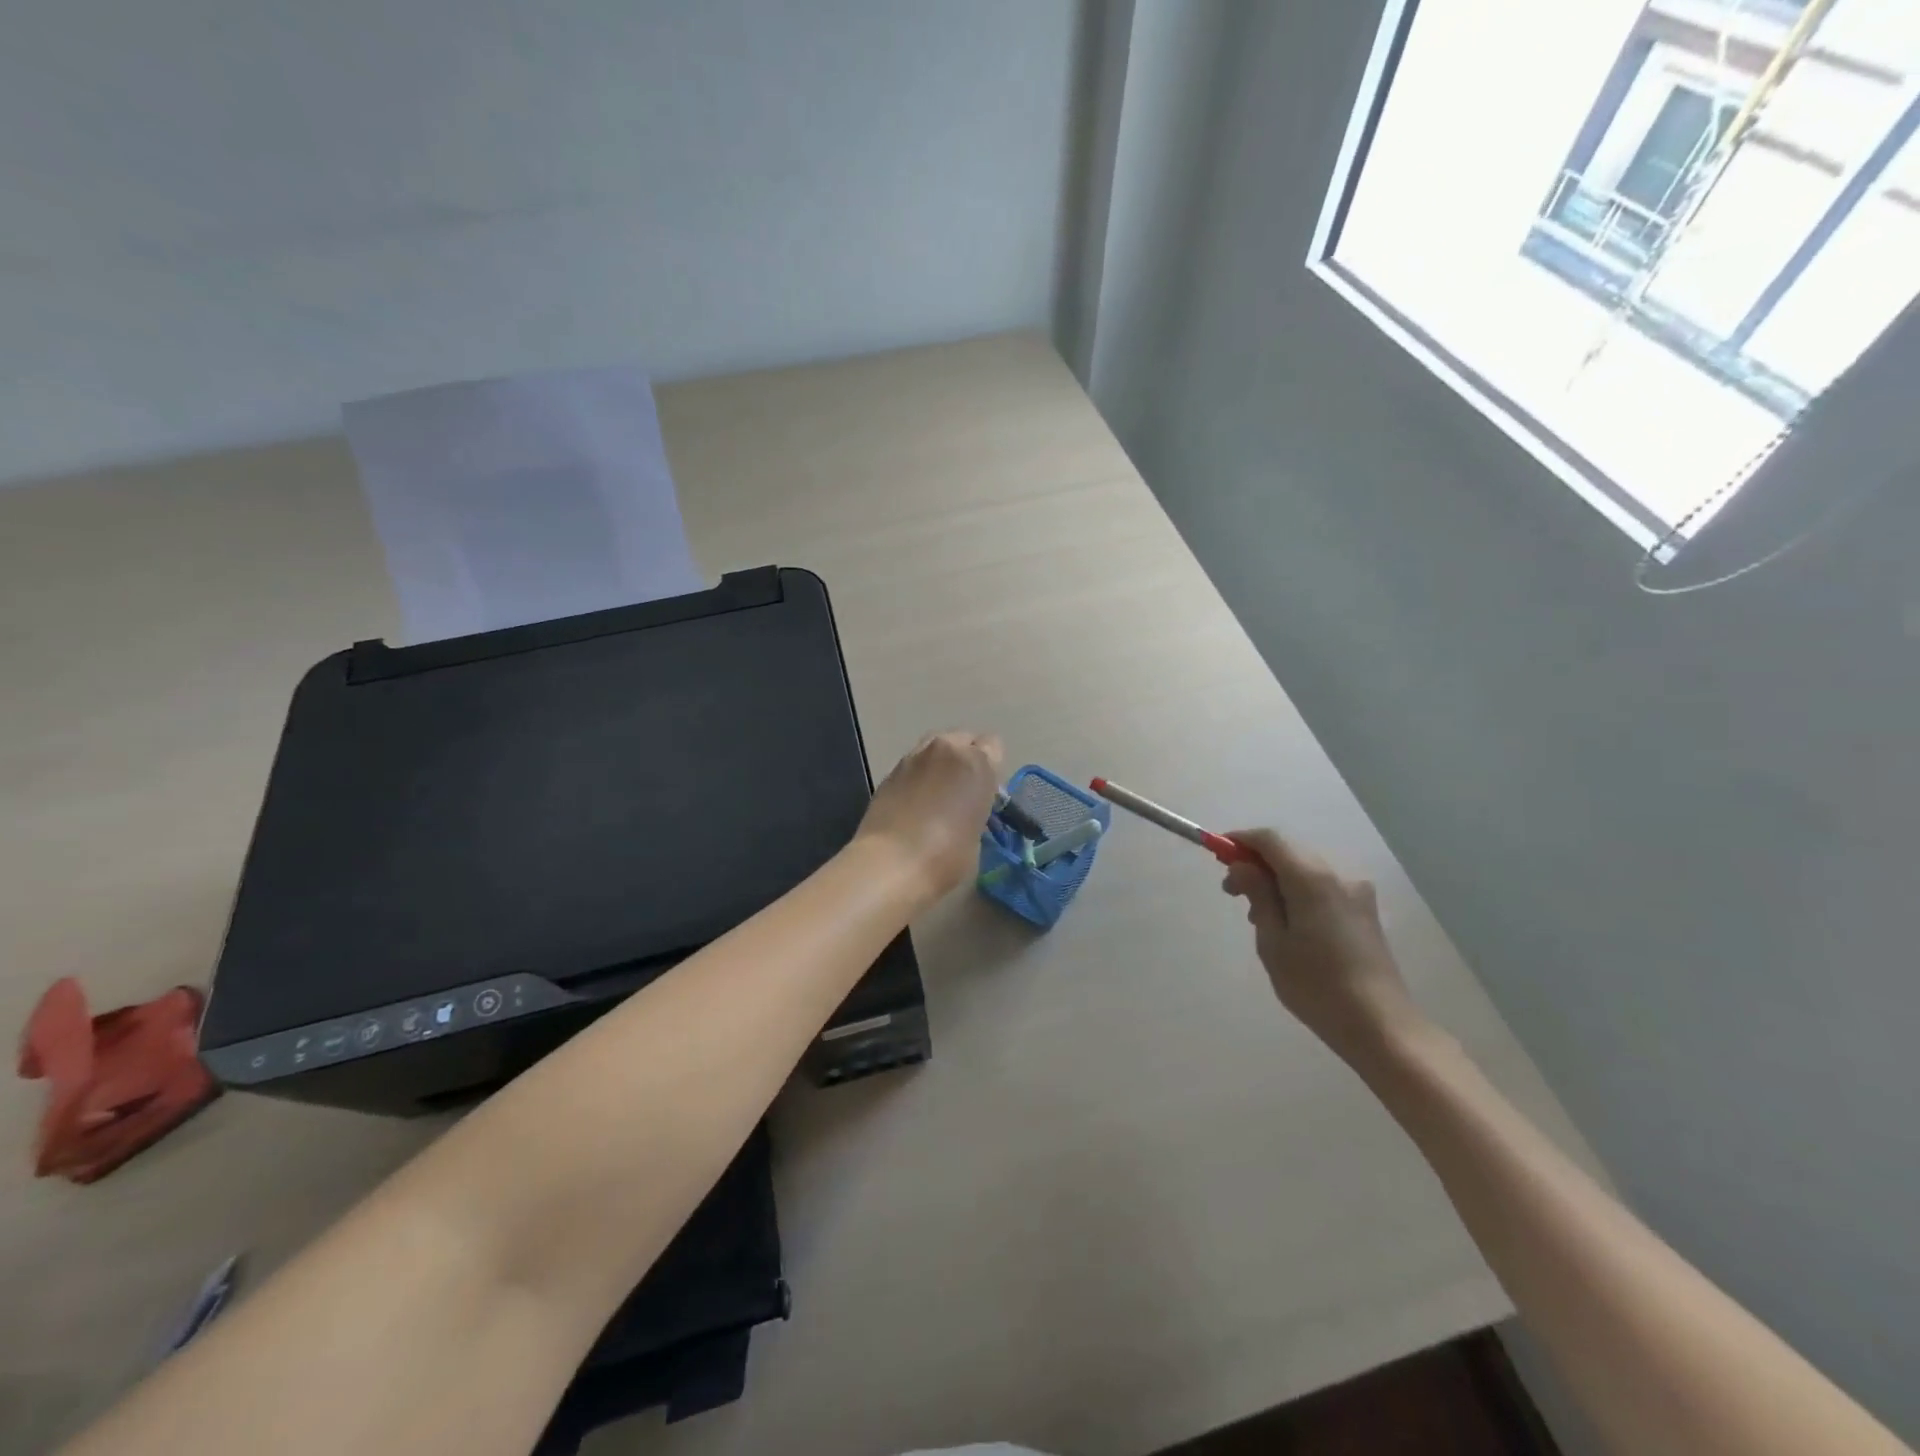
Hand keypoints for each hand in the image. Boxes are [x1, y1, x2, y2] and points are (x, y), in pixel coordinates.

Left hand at [854, 730, 1004, 905]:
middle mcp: (945, 750)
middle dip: (965, 758)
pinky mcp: (889, 772)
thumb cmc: (947, 856)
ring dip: (940, 764)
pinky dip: (918, 777)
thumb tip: (967, 810)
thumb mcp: (977, 835)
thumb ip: (977, 809)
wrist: (891, 863)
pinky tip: (914, 803)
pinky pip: (913, 765)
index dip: (991, 767)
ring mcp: (913, 758)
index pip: (993, 746)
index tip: (987, 790)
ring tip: (937, 794)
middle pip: (962, 738)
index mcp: (976, 763)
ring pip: (934, 747)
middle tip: (963, 790)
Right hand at [1221, 829, 1429, 1068]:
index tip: (1217, 853)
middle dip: (1256, 862)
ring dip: (1276, 879)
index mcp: (1312, 879)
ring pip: (1305, 869)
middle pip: (1289, 851)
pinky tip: (1287, 923)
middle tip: (1231, 890)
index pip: (1271, 839)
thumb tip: (1242, 866)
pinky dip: (1297, 891)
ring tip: (1257, 914)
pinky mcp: (1364, 911)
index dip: (1241, 840)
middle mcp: (1338, 875)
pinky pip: (1322, 886)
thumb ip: (1257, 895)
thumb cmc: (1316, 986)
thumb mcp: (1273, 942)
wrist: (1381, 1026)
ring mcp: (1356, 893)